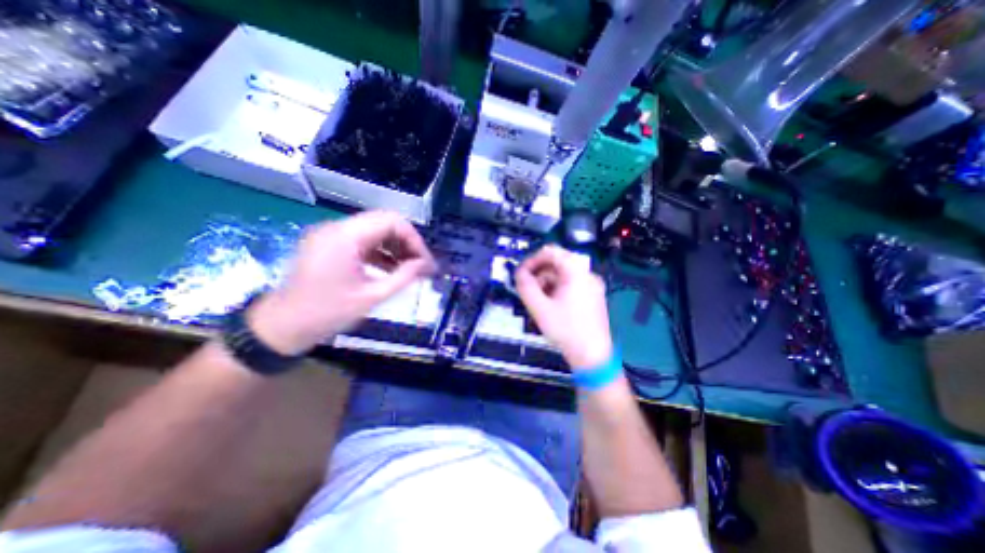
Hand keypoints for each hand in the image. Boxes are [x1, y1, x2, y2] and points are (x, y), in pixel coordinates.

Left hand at [246, 211, 433, 352]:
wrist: (282, 326)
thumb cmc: (327, 313)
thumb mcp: (372, 297)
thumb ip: (404, 277)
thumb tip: (426, 265)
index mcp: (345, 237)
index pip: (391, 221)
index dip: (414, 239)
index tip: (425, 262)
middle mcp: (337, 227)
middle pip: (384, 222)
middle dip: (407, 242)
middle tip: (421, 265)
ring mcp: (331, 235)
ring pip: (375, 230)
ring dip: (395, 246)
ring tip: (410, 268)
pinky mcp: (330, 244)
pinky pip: (363, 240)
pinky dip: (380, 252)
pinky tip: (392, 269)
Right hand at [512, 244, 612, 365]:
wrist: (592, 356)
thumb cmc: (566, 330)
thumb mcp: (539, 308)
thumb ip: (525, 286)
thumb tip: (518, 273)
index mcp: (576, 272)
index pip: (551, 252)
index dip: (532, 259)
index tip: (521, 274)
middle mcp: (587, 274)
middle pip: (557, 263)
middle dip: (539, 273)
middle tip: (527, 289)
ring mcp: (592, 285)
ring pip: (563, 274)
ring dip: (546, 282)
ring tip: (538, 300)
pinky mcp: (592, 296)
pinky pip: (571, 284)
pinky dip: (557, 289)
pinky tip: (550, 304)